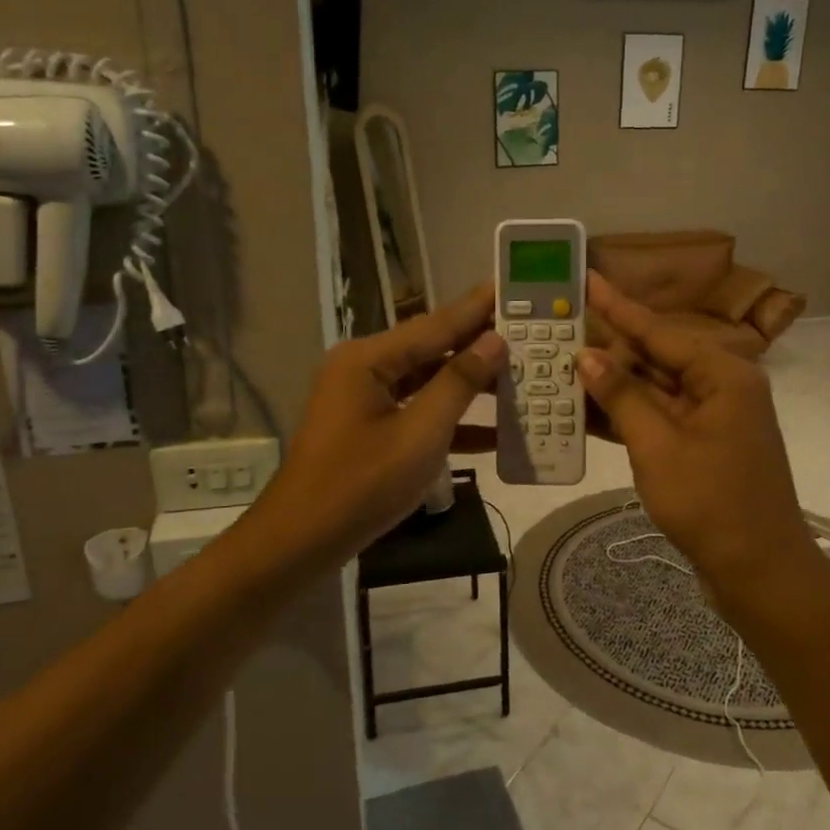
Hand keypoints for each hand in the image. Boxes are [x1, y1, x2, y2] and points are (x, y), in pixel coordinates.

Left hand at [254, 286, 505, 568]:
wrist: (300, 543)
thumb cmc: (361, 486)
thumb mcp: (420, 435)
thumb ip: (459, 384)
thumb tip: (494, 342)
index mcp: (368, 359)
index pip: (435, 324)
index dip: (477, 308)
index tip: (511, 287)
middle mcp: (363, 367)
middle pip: (431, 349)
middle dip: (479, 346)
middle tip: (528, 334)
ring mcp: (363, 398)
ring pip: (426, 381)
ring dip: (469, 385)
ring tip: (520, 376)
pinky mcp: (368, 426)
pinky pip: (415, 411)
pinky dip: (449, 419)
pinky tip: (494, 431)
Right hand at [578, 272, 814, 610]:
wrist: (759, 572)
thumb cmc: (711, 503)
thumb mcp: (657, 446)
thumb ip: (622, 395)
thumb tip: (587, 355)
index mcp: (722, 374)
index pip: (658, 331)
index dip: (618, 306)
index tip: (587, 278)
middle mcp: (719, 386)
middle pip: (655, 357)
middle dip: (607, 348)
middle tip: (560, 329)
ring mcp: (710, 417)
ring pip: (652, 389)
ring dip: (611, 383)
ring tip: (559, 363)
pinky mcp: (700, 445)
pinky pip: (657, 417)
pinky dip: (625, 415)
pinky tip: (583, 408)